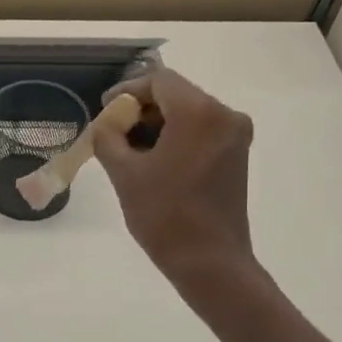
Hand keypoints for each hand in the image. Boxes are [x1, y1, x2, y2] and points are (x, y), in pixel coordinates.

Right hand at [94, 68, 257, 287]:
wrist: (209, 261)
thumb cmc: (164, 215)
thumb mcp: (124, 174)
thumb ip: (108, 138)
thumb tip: (105, 124)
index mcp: (198, 112)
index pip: (158, 80)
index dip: (127, 91)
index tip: (104, 111)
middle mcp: (225, 115)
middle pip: (176, 94)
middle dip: (141, 109)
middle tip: (112, 132)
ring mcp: (235, 135)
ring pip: (189, 114)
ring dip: (158, 124)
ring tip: (129, 150)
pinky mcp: (237, 155)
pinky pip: (201, 132)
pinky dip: (176, 137)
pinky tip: (154, 161)